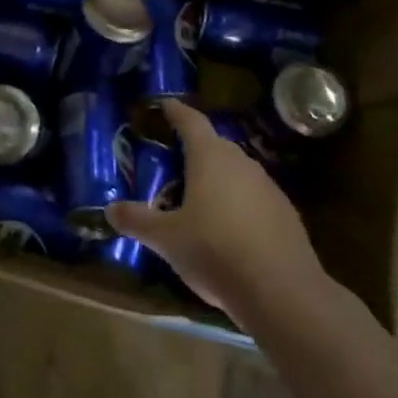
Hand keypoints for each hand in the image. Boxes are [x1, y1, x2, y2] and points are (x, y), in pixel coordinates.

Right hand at [106, 98, 326, 316]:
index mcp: (210, 158)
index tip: (167, 104)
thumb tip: (110, 209)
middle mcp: (241, 163)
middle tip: (174, 159)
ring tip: (198, 197)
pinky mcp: (286, 215)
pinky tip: (228, 228)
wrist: (283, 292)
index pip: (191, 121)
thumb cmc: (215, 251)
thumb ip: (137, 220)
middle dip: (195, 149)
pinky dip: (238, 203)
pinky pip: (254, 198)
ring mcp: (268, 188)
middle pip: (215, 145)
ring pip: (237, 172)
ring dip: (218, 178)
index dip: (176, 111)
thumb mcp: (166, 239)